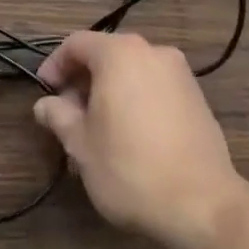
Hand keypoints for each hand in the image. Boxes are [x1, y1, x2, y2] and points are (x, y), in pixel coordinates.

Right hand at [33, 31, 242, 248]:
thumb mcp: (81, 146)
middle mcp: (151, 51)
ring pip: (132, 73)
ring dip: (110, 94)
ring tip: (98, 133)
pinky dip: (136, 102)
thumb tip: (45, 105)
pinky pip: (155, 88)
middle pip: (106, 55)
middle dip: (83, 83)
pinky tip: (131, 138)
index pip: (76, 44)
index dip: (55, 65)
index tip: (45, 92)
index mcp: (119, 53)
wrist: (204, 205)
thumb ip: (59, 117)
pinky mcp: (197, 98)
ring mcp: (179, 73)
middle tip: (69, 117)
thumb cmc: (131, 169)